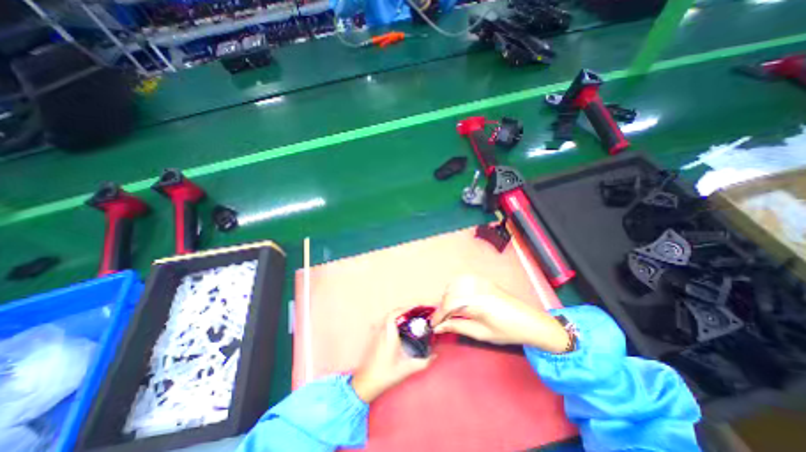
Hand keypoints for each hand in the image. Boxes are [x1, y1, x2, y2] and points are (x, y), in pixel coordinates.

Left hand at [352, 308, 434, 401]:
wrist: (367, 382)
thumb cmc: (386, 374)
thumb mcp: (406, 369)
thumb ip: (422, 362)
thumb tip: (434, 356)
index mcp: (389, 336)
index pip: (393, 315)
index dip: (403, 309)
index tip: (413, 308)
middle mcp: (381, 332)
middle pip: (390, 314)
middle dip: (402, 311)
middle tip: (413, 312)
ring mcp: (376, 334)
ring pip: (386, 318)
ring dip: (396, 315)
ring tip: (407, 318)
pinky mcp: (374, 338)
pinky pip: (383, 323)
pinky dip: (391, 320)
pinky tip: (397, 327)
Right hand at [431, 275, 569, 352]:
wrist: (530, 322)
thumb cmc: (507, 331)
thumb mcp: (480, 333)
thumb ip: (457, 327)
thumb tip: (439, 327)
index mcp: (477, 302)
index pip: (449, 305)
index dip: (438, 315)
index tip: (433, 324)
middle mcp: (477, 287)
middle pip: (450, 293)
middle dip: (442, 307)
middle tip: (442, 320)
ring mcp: (480, 281)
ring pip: (454, 284)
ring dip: (448, 296)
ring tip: (450, 310)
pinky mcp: (483, 280)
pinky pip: (462, 280)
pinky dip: (455, 288)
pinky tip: (458, 298)